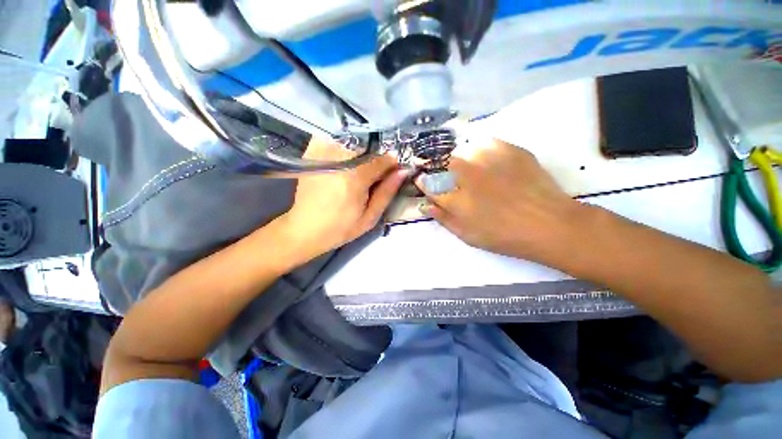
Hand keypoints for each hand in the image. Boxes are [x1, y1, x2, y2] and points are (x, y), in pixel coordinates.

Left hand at [279, 138, 406, 260]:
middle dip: (375, 158)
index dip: (391, 164)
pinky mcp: (311, 152)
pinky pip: (333, 139)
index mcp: (354, 178)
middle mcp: (338, 160)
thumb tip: (402, 171)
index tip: (392, 172)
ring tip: (357, 168)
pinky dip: (342, 145)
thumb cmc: (341, 228)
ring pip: (352, 141)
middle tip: (373, 174)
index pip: (382, 160)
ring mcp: (321, 153)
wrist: (305, 229)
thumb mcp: (369, 217)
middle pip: (368, 148)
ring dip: (360, 151)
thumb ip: (387, 192)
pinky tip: (342, 161)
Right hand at [416, 138, 582, 263]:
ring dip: (459, 159)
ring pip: (462, 151)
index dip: (424, 183)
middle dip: (438, 168)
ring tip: (468, 169)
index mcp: (456, 199)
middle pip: (442, 163)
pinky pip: (485, 143)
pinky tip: (487, 161)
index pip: (429, 184)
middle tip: (447, 176)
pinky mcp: (508, 150)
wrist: (549, 224)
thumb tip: (426, 205)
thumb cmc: (504, 236)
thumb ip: (444, 219)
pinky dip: (480, 151)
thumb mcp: (468, 236)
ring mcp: (488, 160)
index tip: (424, 182)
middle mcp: (467, 176)